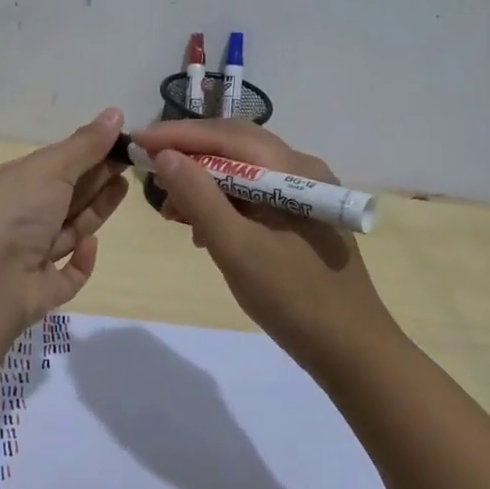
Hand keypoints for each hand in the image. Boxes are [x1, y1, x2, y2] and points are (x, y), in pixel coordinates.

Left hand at [0, 108, 130, 325]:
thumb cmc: (12, 213)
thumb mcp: (49, 169)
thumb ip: (85, 145)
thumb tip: (116, 112)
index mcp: (10, 186)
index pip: (53, 166)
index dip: (86, 154)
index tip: (120, 142)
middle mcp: (16, 220)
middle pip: (64, 197)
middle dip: (96, 179)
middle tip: (132, 162)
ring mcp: (26, 258)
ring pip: (68, 232)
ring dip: (94, 211)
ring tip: (124, 188)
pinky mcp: (39, 292)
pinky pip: (66, 275)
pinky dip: (81, 260)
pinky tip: (91, 244)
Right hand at [135, 120, 394, 364]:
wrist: (353, 353)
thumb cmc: (295, 300)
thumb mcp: (238, 249)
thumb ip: (200, 198)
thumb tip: (165, 155)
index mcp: (294, 170)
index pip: (226, 136)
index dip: (178, 135)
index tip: (136, 140)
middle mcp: (302, 170)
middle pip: (234, 146)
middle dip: (188, 155)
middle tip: (148, 170)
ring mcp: (303, 193)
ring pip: (241, 170)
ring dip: (203, 182)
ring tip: (172, 210)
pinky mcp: (300, 217)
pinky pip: (252, 194)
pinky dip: (221, 203)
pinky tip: (202, 229)